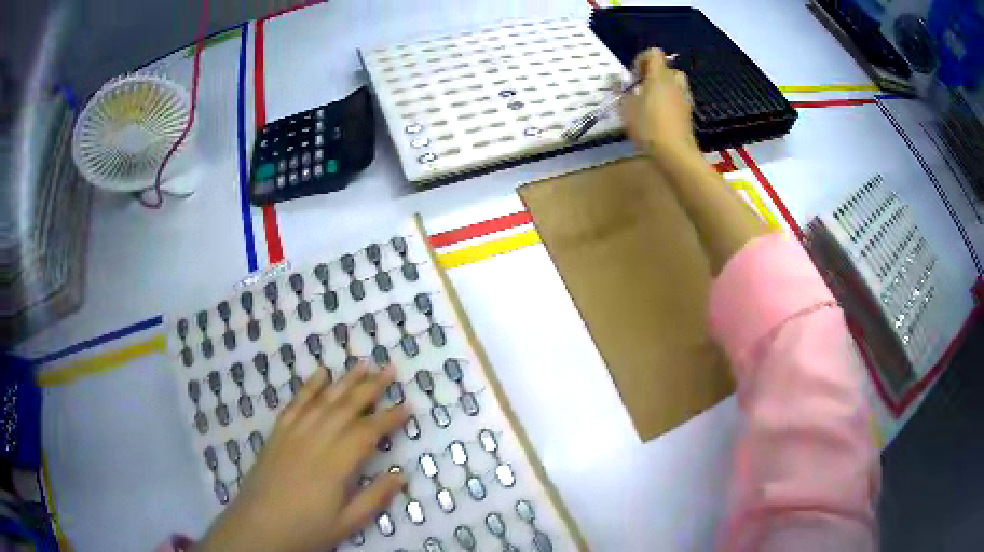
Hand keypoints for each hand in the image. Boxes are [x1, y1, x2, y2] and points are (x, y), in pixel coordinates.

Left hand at [195, 364, 408, 551]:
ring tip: (363, 363)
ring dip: (345, 380)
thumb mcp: (347, 523)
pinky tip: (320, 373)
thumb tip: (401, 474)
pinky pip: (296, 404)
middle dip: (371, 387)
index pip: (368, 432)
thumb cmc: (306, 529)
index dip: (389, 418)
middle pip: (346, 408)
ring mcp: (294, 433)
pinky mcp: (278, 433)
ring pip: (323, 400)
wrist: (258, 526)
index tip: (408, 405)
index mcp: (336, 464)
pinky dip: (309, 386)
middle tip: (390, 368)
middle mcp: (316, 440)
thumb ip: (374, 498)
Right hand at [619, 48, 699, 162]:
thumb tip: (615, 81)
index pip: (653, 53)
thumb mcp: (626, 108)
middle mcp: (674, 83)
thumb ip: (620, 92)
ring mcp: (684, 99)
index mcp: (659, 76)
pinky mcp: (688, 114)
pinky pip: (678, 100)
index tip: (633, 77)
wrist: (675, 153)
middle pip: (667, 68)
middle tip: (643, 89)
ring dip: (664, 88)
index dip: (641, 59)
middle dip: (655, 75)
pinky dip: (670, 103)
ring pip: (675, 84)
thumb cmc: (648, 126)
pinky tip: (660, 117)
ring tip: (651, 103)